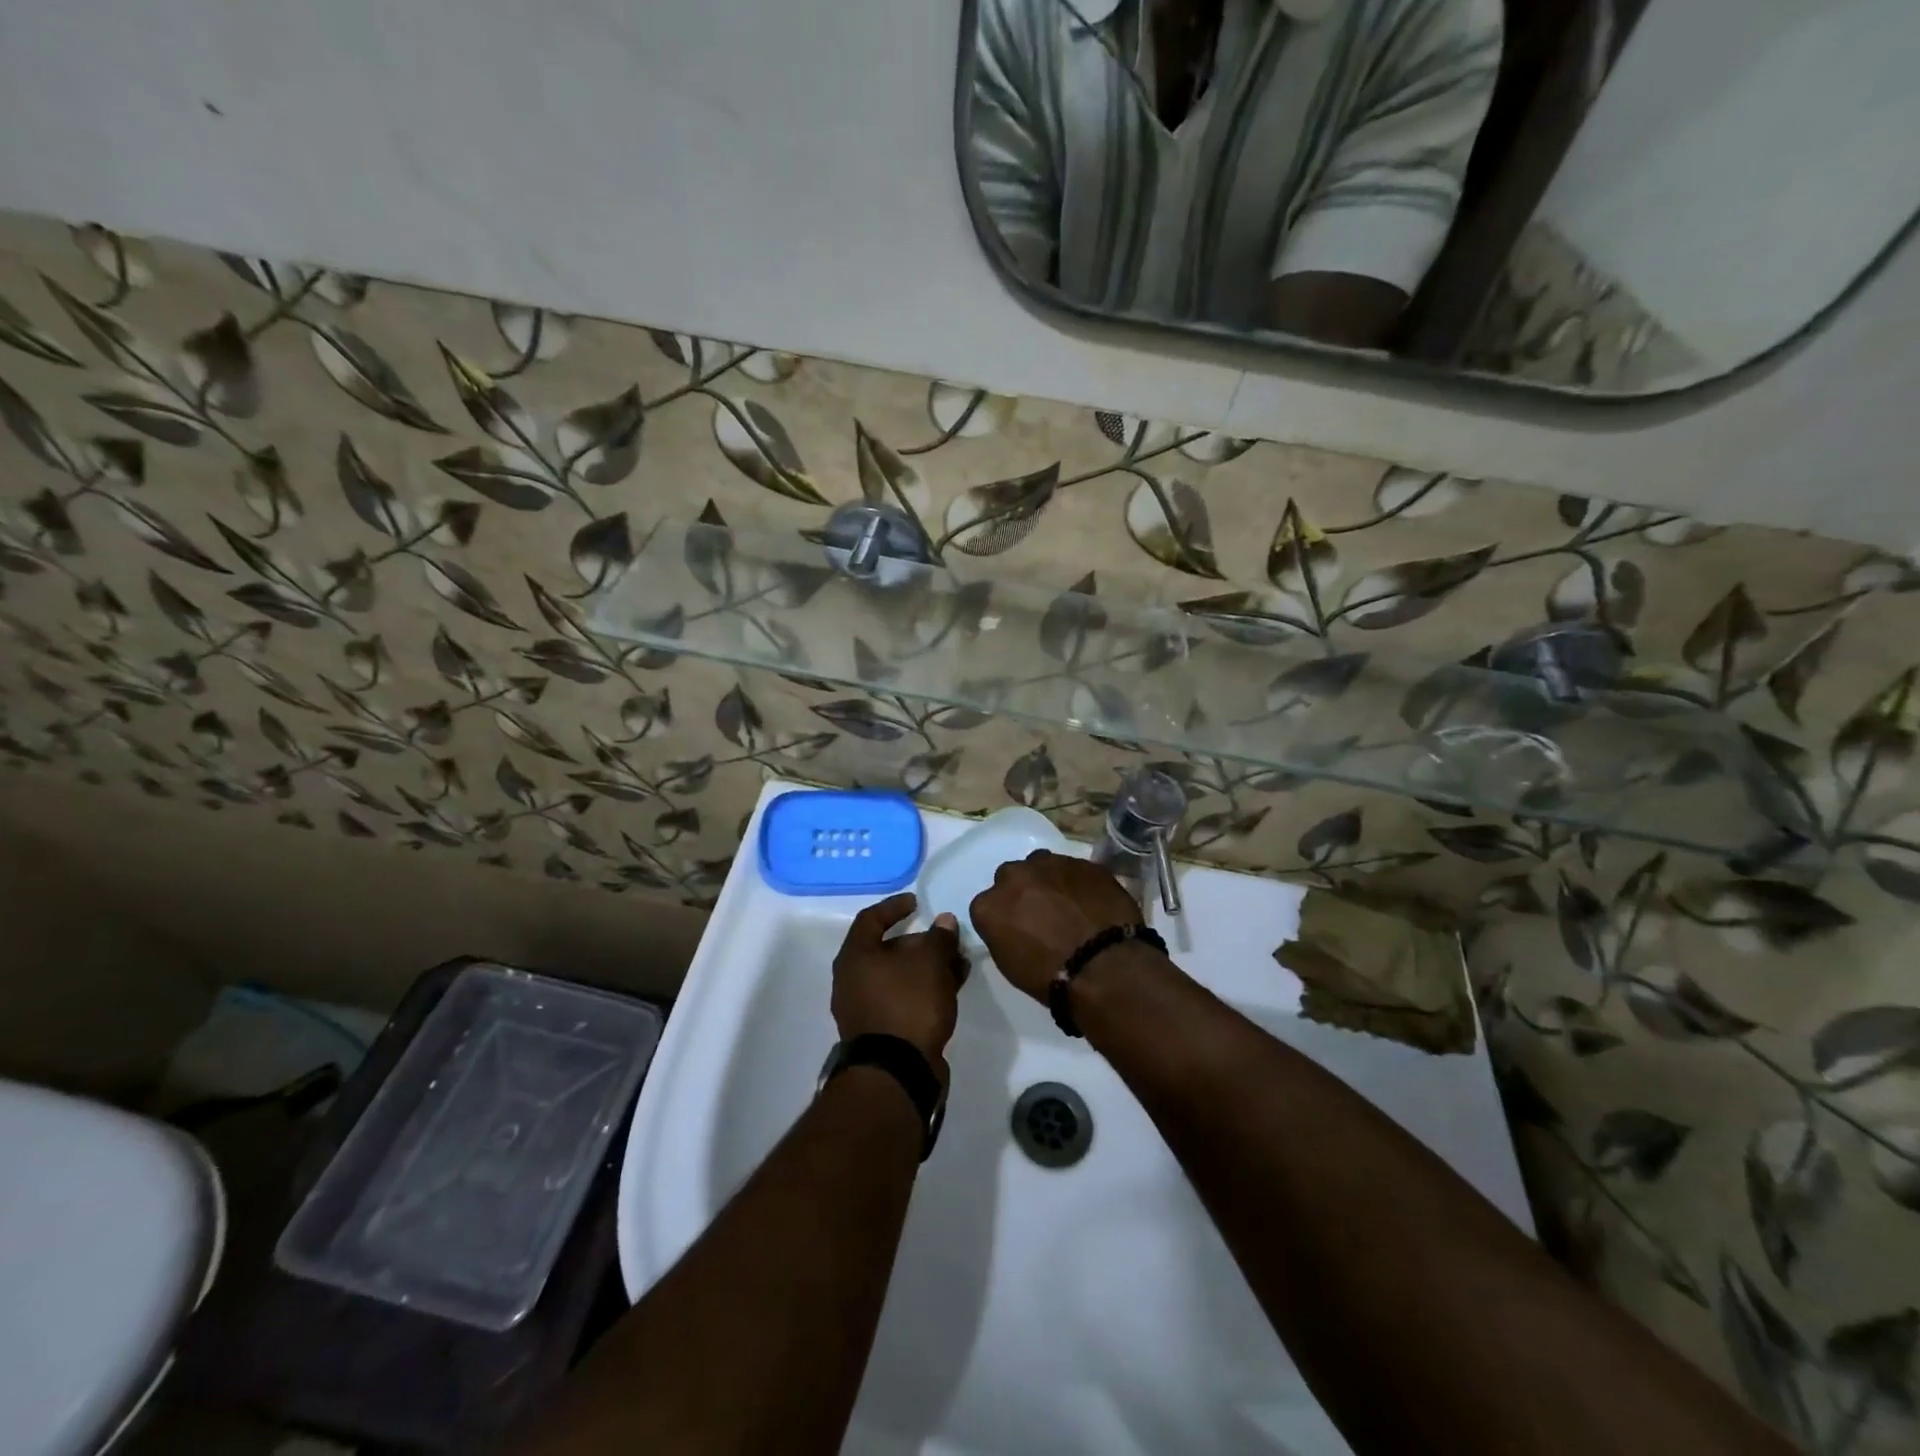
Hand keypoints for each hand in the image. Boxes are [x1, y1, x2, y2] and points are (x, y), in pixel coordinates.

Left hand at [832, 893, 965, 1079]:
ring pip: (900, 976)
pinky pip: (905, 998)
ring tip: (959, 963)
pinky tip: (952, 987)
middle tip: (948, 939)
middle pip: (888, 949)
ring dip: (929, 967)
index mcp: (855, 957)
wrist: (897, 1072)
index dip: (894, 907)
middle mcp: (854, 980)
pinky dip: (926, 989)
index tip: (917, 902)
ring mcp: (866, 1008)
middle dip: (921, 942)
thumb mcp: (929, 963)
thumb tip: (944, 921)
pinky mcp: (883, 1031)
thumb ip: (938, 938)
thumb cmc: (907, 1004)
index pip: (871, 919)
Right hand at [969, 850, 1142, 1002]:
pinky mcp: (1083, 862)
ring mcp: (1050, 864)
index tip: (1017, 930)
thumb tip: (1014, 925)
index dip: (1004, 917)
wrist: (1103, 966)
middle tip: (1041, 914)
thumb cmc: (1051, 977)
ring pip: (1042, 865)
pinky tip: (1090, 902)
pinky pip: (1074, 869)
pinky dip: (1077, 882)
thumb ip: (1003, 933)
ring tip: (1067, 904)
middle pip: (1012, 877)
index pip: (987, 905)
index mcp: (989, 905)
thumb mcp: (1010, 964)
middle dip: (1023, 891)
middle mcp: (1014, 876)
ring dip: (1049, 880)